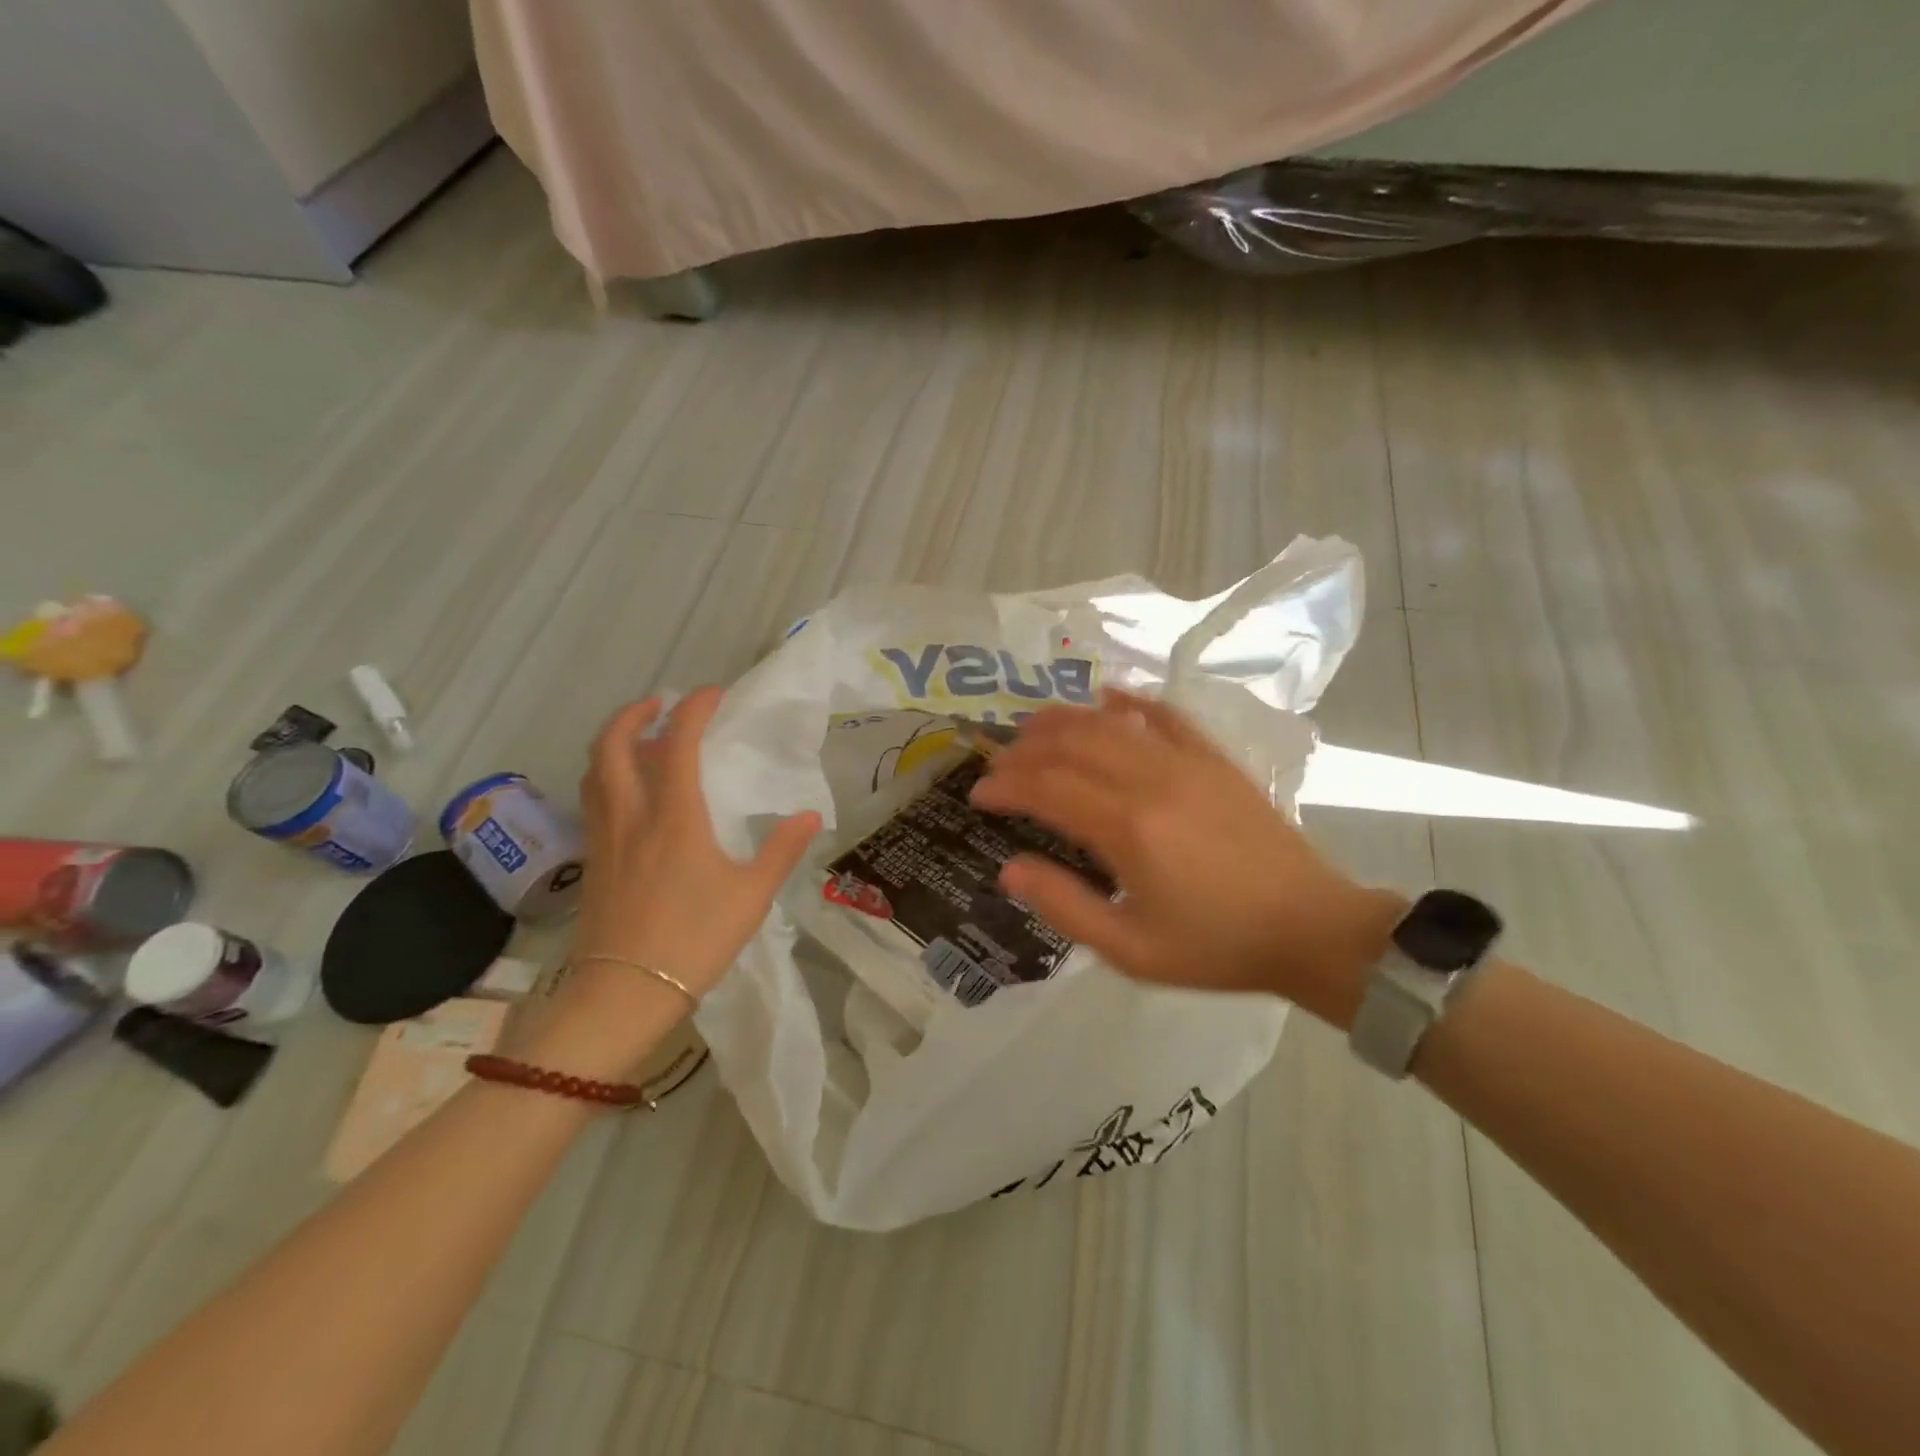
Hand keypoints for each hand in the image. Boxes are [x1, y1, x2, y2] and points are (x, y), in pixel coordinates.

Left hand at [544, 689, 819, 1066]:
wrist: (624, 993)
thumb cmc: (694, 939)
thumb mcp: (751, 895)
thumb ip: (781, 849)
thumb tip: (809, 815)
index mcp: (674, 815)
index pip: (678, 742)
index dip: (693, 709)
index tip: (711, 694)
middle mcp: (631, 814)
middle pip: (613, 745)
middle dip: (634, 714)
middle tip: (660, 705)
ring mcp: (605, 838)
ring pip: (595, 771)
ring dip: (614, 742)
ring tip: (641, 740)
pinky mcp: (592, 862)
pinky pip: (593, 800)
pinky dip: (607, 776)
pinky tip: (630, 794)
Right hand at [969, 688, 1401, 1027]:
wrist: (1309, 929)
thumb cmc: (1215, 947)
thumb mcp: (1130, 950)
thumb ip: (1064, 906)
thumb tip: (1009, 869)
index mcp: (1127, 828)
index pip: (1046, 787)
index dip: (1004, 785)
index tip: (978, 795)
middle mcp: (1151, 780)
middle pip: (1071, 744)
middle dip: (1024, 749)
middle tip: (998, 762)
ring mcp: (1187, 763)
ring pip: (1111, 722)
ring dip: (1064, 719)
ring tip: (1033, 728)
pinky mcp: (1215, 760)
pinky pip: (1166, 715)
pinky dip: (1131, 702)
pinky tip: (1109, 697)